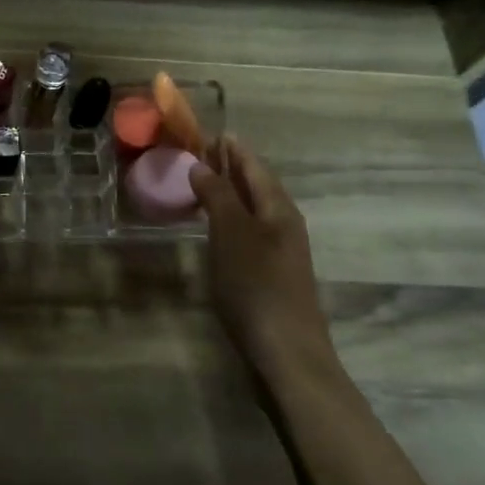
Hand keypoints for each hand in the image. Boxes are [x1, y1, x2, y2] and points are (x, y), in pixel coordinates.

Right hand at [189, 136, 339, 384]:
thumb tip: (202, 165)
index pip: (254, 165)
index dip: (232, 147)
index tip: (208, 131)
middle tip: (197, 152)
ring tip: (200, 182)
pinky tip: (213, 226)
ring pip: (252, 208)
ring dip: (228, 192)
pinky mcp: (269, 274)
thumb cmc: (257, 287)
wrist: (286, 354)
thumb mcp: (232, 235)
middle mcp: (283, 223)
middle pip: (256, 184)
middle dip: (229, 166)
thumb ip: (217, 196)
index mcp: (278, 208)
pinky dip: (229, 218)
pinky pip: (247, 231)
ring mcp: (279, 250)